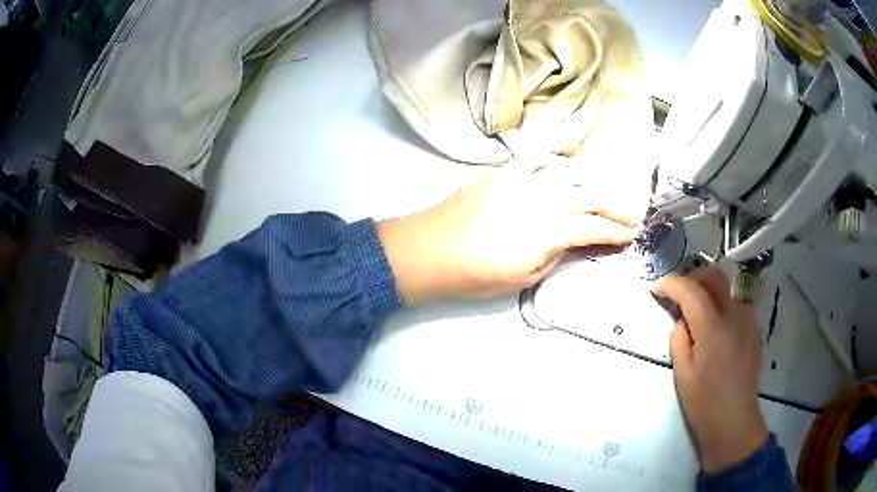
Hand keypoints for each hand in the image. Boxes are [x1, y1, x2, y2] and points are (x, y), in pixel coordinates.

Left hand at [378, 157, 635, 302]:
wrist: (432, 248)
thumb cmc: (476, 273)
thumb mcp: (524, 277)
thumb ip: (555, 256)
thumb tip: (568, 243)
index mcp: (550, 230)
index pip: (595, 228)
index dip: (616, 233)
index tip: (629, 236)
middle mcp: (543, 199)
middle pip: (590, 198)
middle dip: (615, 207)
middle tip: (629, 215)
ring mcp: (523, 181)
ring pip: (569, 176)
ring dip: (592, 184)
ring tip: (603, 194)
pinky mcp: (504, 172)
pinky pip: (537, 161)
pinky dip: (556, 164)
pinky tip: (564, 170)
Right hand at [652, 266, 767, 472]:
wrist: (734, 419)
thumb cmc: (704, 402)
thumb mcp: (682, 374)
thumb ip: (679, 339)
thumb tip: (681, 320)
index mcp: (712, 328)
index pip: (690, 290)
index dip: (671, 284)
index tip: (656, 289)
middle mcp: (734, 315)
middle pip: (714, 276)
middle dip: (692, 278)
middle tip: (677, 294)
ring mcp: (748, 320)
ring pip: (727, 288)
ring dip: (708, 290)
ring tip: (696, 311)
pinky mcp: (754, 328)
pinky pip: (736, 304)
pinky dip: (721, 305)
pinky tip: (715, 328)